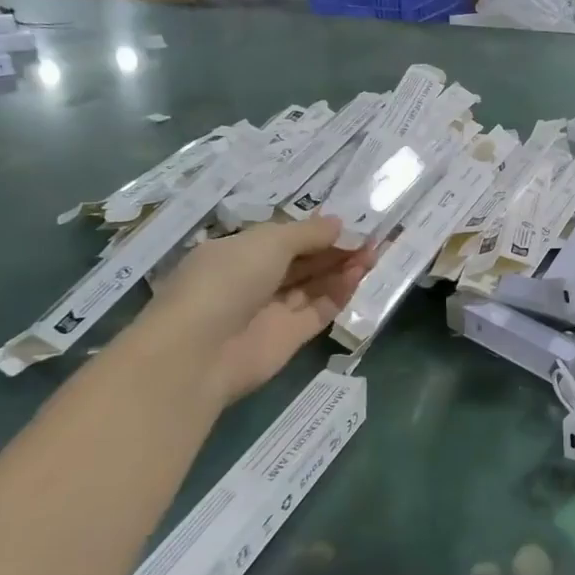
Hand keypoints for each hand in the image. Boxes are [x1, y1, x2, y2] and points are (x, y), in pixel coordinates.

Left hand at [148, 216, 373, 403]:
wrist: (200, 353)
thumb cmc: (227, 281)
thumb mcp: (268, 242)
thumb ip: (308, 232)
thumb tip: (339, 224)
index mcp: (238, 253)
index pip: (283, 238)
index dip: (316, 230)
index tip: (351, 221)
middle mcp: (254, 280)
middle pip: (303, 261)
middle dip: (336, 248)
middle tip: (372, 236)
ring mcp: (272, 310)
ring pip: (315, 285)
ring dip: (343, 268)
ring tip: (374, 253)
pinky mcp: (290, 337)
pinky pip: (320, 310)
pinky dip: (340, 293)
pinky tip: (360, 275)